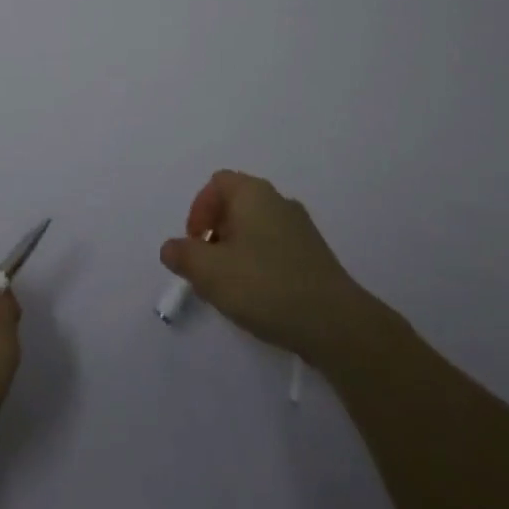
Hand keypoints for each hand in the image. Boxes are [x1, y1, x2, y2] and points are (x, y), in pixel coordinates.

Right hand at [160, 170, 388, 364]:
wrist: (336, 325)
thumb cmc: (265, 285)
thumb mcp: (209, 272)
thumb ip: (183, 255)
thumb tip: (171, 248)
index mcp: (253, 193)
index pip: (217, 183)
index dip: (199, 209)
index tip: (194, 243)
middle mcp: (279, 201)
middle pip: (236, 205)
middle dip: (216, 233)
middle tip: (208, 267)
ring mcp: (302, 229)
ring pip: (257, 229)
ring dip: (237, 251)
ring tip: (231, 287)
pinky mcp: (316, 257)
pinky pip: (277, 250)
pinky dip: (261, 265)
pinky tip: (260, 298)